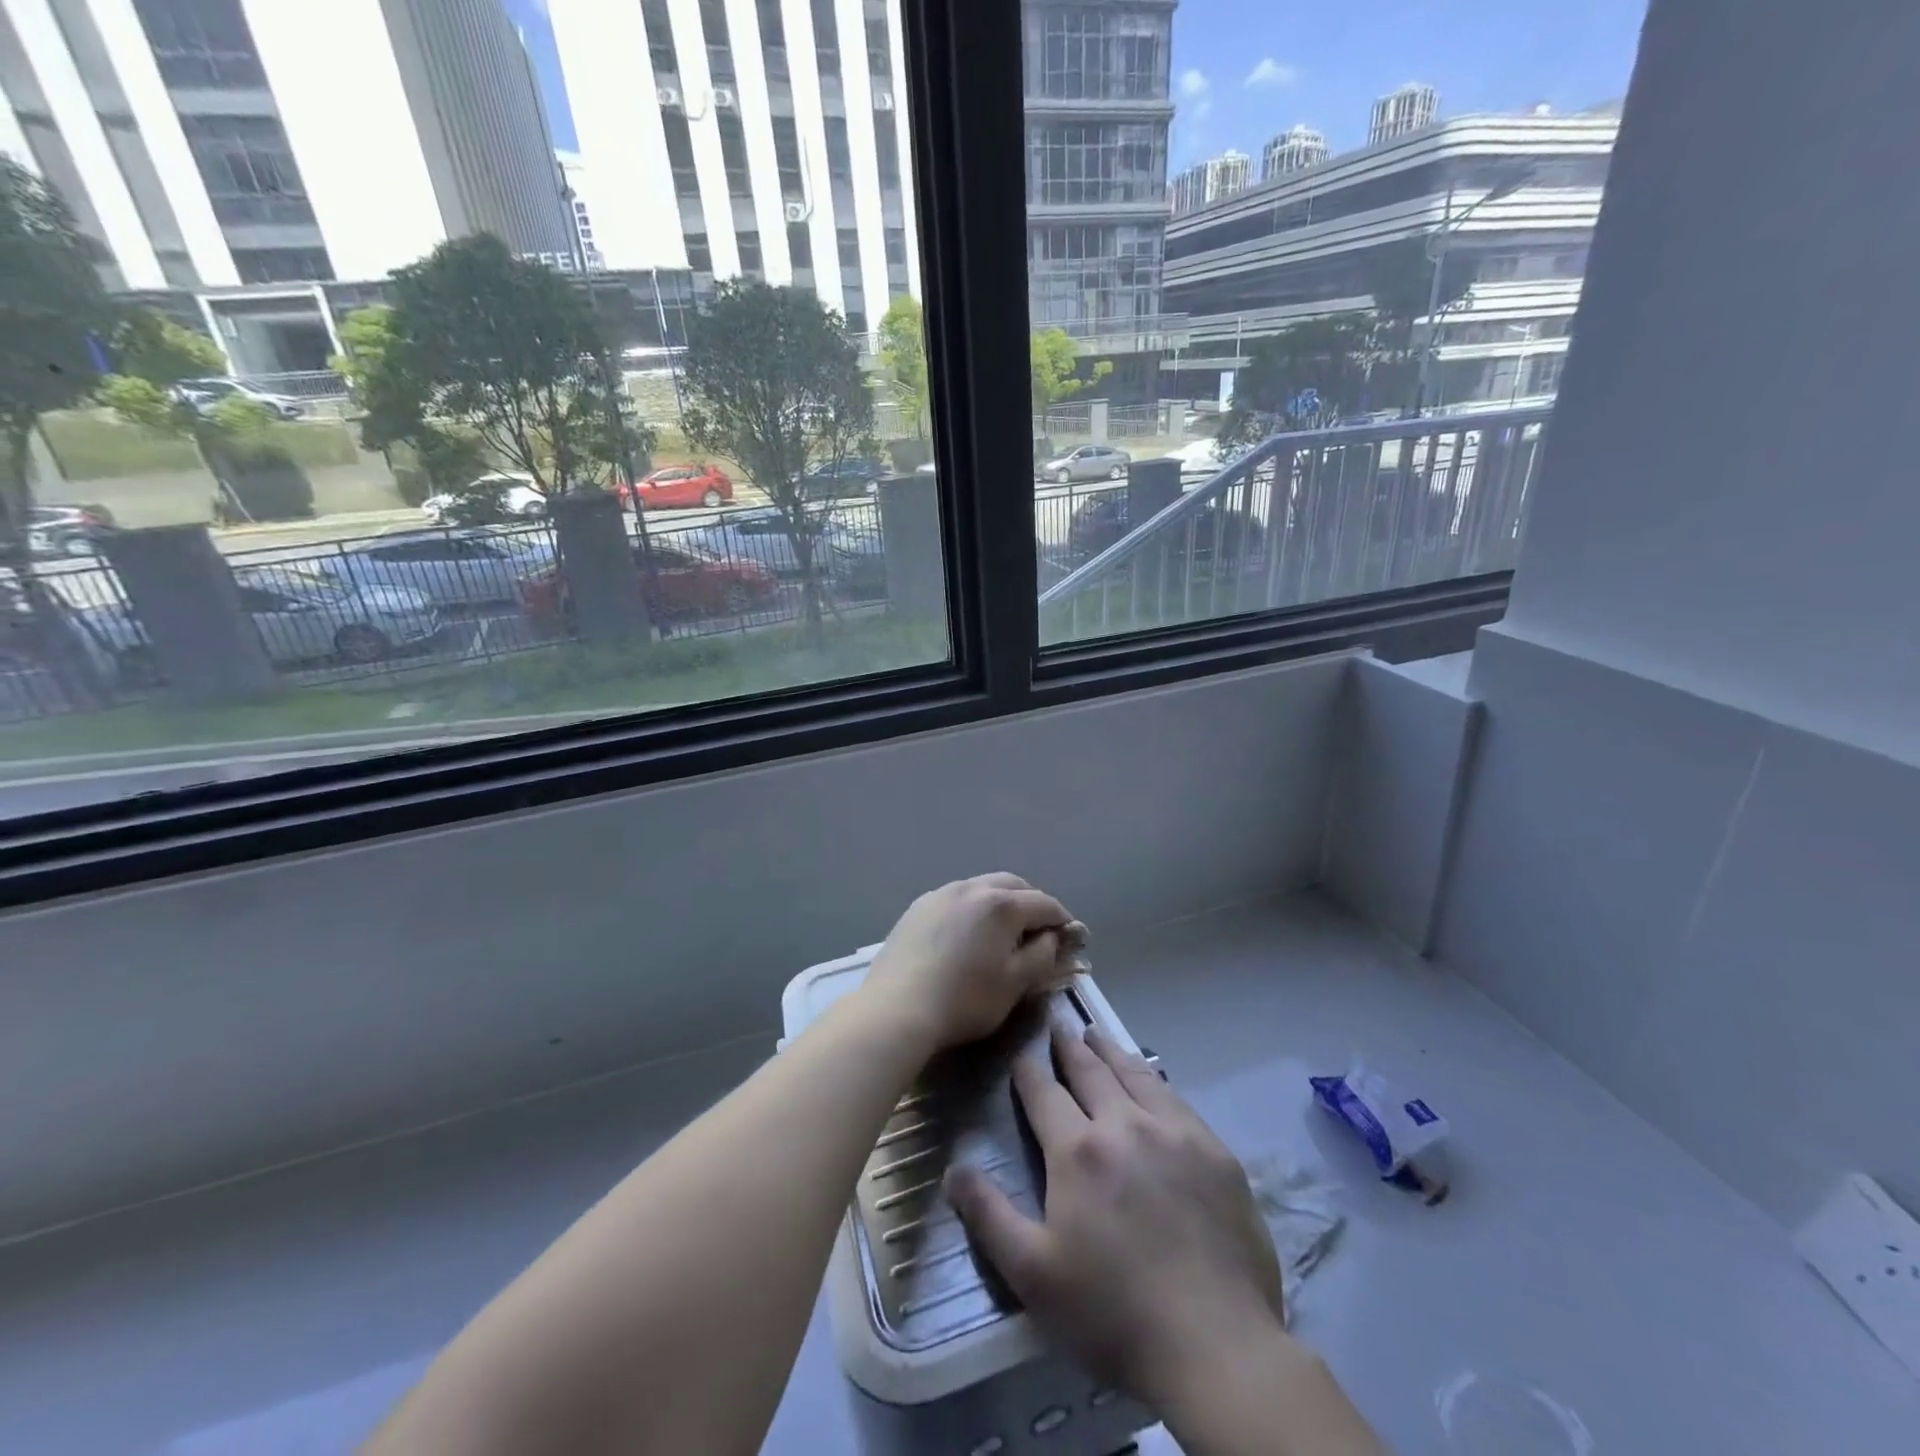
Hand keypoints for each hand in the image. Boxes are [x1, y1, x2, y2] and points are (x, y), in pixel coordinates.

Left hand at [860, 874, 1079, 1052]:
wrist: (897, 1008)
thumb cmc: (965, 999)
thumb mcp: (1015, 984)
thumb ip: (1042, 955)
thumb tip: (1051, 937)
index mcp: (1001, 904)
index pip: (1045, 904)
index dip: (1063, 920)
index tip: (1070, 938)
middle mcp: (972, 887)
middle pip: (1013, 885)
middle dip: (1032, 903)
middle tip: (1039, 931)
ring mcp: (940, 894)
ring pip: (982, 887)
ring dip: (1000, 902)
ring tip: (1003, 931)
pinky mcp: (918, 907)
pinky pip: (956, 898)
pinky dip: (972, 908)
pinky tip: (967, 933)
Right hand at [945, 1025, 1287, 1409]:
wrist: (1216, 1347)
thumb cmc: (1112, 1314)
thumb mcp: (1032, 1275)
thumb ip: (989, 1216)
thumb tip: (954, 1169)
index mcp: (1077, 1150)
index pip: (1044, 1092)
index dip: (1029, 1070)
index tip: (1022, 1055)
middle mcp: (1124, 1125)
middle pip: (1091, 1071)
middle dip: (1070, 1047)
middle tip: (1060, 1025)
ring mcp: (1175, 1133)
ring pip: (1135, 1074)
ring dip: (1111, 1052)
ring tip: (1098, 1036)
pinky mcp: (1214, 1151)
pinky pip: (1175, 1098)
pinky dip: (1153, 1078)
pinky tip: (1151, 1080)